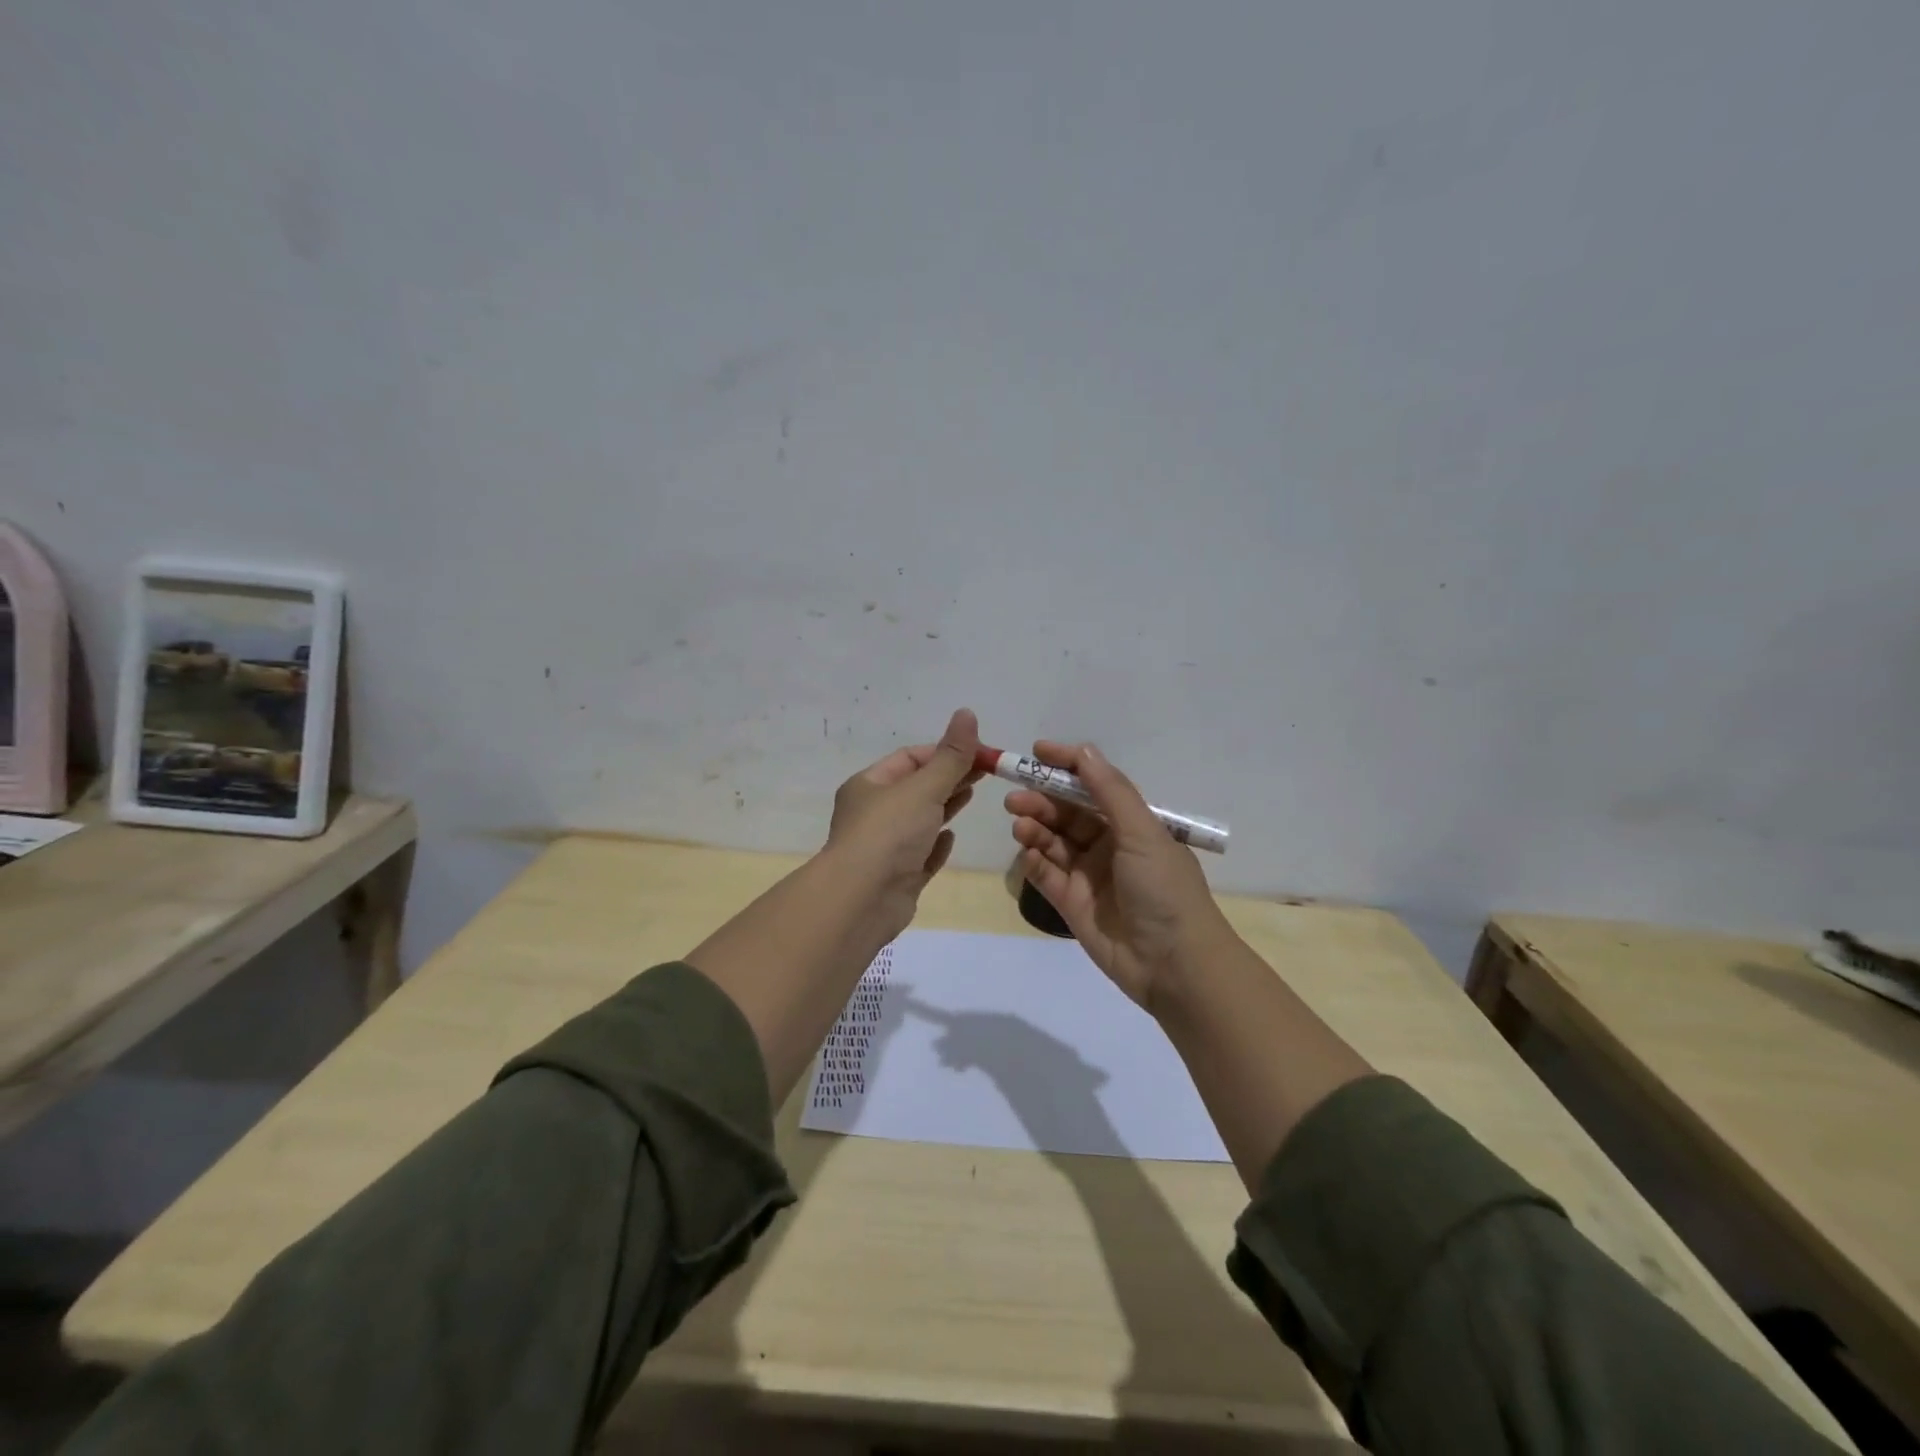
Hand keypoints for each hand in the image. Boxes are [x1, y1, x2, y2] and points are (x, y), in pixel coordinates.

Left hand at [825, 708, 982, 940]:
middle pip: (917, 788)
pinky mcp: (898, 877)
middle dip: (950, 777)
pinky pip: (921, 854)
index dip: (945, 751)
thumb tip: (967, 713)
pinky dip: (936, 844)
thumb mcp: (923, 788)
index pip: (910, 758)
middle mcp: (873, 813)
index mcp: (869, 785)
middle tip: (988, 772)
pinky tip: (951, 838)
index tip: (980, 753)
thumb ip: (951, 756)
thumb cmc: (889, 834)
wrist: (862, 901)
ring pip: (920, 820)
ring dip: (945, 807)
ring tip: (974, 796)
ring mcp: (885, 848)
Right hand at [1006, 741, 1228, 1010]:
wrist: (1174, 965)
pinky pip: (1046, 875)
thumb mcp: (1143, 832)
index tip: (1036, 752)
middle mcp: (1109, 845)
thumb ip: (1110, 791)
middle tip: (1015, 798)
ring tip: (1019, 825)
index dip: (1067, 767)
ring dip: (1035, 829)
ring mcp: (1089, 875)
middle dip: (1042, 801)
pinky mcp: (1072, 904)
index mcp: (1132, 824)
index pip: (1094, 786)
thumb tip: (1084, 750)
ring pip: (1053, 842)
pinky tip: (1027, 855)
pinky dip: (1034, 862)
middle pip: (1068, 814)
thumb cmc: (1164, 889)